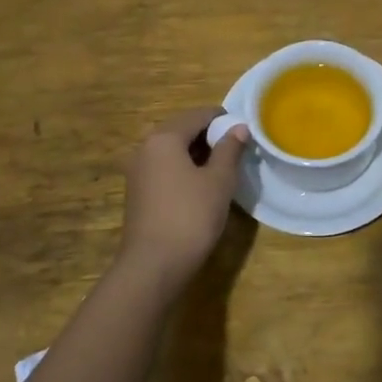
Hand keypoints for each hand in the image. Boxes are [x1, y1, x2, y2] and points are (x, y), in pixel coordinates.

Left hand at [118, 108, 250, 294]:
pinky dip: (183, 169)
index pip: (198, 115)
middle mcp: (145, 147)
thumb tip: (239, 128)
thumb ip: (229, 150)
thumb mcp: (218, 181)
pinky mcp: (138, 192)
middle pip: (182, 130)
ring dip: (197, 154)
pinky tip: (201, 186)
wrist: (153, 265)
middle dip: (210, 136)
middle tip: (236, 152)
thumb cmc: (191, 216)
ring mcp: (138, 171)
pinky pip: (164, 168)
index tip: (244, 133)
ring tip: (222, 169)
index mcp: (164, 138)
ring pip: (172, 150)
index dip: (223, 120)